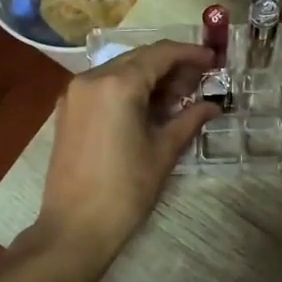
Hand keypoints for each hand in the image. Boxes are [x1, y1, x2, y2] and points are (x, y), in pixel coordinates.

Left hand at [36, 40, 217, 259]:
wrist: (75, 227)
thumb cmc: (125, 190)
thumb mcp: (164, 151)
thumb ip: (190, 119)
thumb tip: (213, 105)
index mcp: (118, 84)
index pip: (160, 54)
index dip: (190, 54)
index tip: (214, 61)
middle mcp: (92, 78)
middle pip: (139, 58)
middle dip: (172, 66)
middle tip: (200, 82)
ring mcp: (75, 93)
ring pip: (120, 70)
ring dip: (150, 77)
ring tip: (179, 97)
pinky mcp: (68, 110)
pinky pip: (104, 86)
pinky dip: (129, 89)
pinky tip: (150, 108)